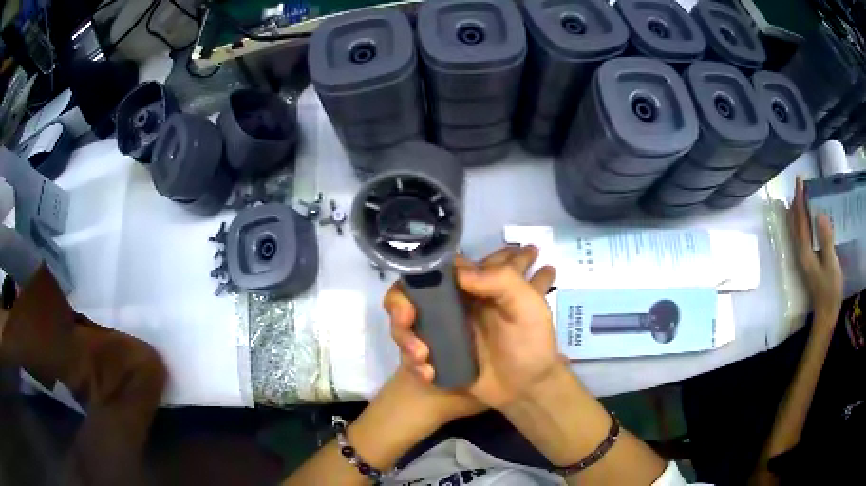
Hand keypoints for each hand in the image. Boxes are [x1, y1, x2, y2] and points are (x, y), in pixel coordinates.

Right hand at [386, 245, 558, 409]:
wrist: (526, 389)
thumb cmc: (532, 343)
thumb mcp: (528, 307)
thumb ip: (502, 280)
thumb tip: (458, 272)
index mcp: (475, 286)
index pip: (439, 268)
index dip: (421, 275)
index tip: (414, 294)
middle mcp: (454, 303)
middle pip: (411, 293)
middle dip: (399, 307)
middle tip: (405, 321)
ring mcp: (442, 330)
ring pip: (406, 323)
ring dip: (405, 338)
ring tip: (422, 358)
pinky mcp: (437, 354)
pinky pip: (411, 351)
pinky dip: (413, 362)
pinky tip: (427, 374)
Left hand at [789, 177, 842, 322]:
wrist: (826, 315)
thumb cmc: (830, 291)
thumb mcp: (831, 264)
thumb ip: (826, 240)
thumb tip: (819, 214)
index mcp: (804, 251)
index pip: (799, 219)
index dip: (799, 198)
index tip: (799, 179)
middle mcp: (800, 252)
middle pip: (795, 221)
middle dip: (796, 201)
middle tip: (802, 183)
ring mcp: (803, 257)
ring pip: (797, 228)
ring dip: (799, 210)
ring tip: (804, 194)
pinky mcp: (808, 261)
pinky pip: (803, 235)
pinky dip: (804, 221)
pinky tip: (811, 217)